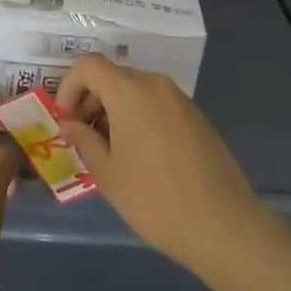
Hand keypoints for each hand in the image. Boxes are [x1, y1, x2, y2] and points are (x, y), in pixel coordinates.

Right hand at [56, 55, 262, 274]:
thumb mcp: (108, 174)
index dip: (69, 87)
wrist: (223, 225)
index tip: (66, 120)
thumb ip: (84, 140)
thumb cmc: (155, 199)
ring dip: (115, 110)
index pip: (88, 65)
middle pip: (112, 76)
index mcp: (129, 91)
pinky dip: (140, 117)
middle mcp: (155, 84)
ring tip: (112, 151)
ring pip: (136, 90)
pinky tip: (142, 156)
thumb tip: (69, 124)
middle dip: (91, 100)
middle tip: (84, 138)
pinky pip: (157, 104)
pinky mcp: (197, 117)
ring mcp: (180, 99)